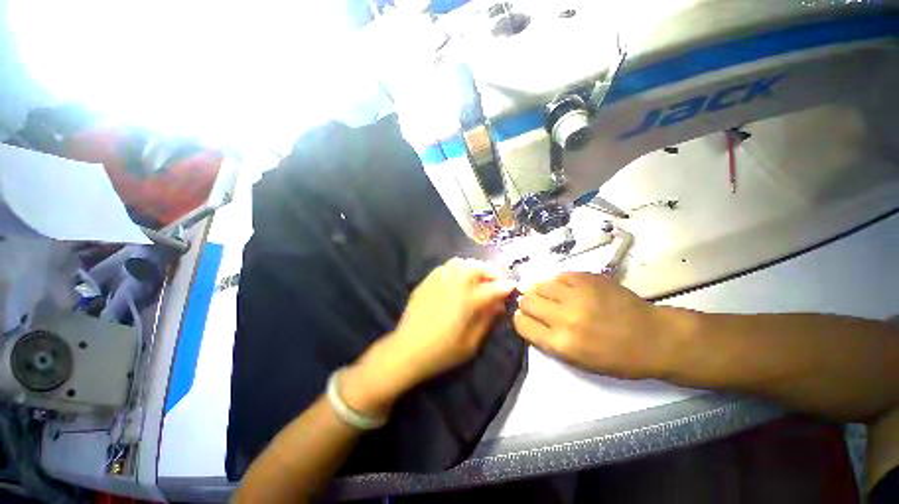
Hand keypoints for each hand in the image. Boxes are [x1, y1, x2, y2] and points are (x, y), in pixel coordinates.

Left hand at [343, 258, 514, 414]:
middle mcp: (454, 284)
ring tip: (477, 277)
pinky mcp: (426, 282)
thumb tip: (498, 305)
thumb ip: (486, 320)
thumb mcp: (471, 343)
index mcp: (467, 300)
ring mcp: (438, 280)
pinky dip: (455, 268)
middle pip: (476, 267)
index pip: (493, 288)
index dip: (505, 286)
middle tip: (494, 281)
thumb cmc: (442, 352)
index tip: (512, 286)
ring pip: (459, 262)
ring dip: (472, 267)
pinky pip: (444, 267)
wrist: (407, 350)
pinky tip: (457, 279)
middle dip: (490, 272)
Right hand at [513, 271, 674, 378]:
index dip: (521, 319)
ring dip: (543, 291)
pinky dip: (561, 283)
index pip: (521, 323)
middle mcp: (564, 317)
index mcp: (561, 343)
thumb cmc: (616, 357)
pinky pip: (560, 276)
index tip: (527, 317)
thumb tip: (528, 318)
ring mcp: (576, 295)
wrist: (654, 338)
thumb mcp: (576, 361)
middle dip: (529, 303)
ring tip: (555, 296)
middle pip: (527, 301)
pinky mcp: (588, 279)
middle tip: (541, 306)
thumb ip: (547, 340)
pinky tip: (571, 289)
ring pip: (540, 285)